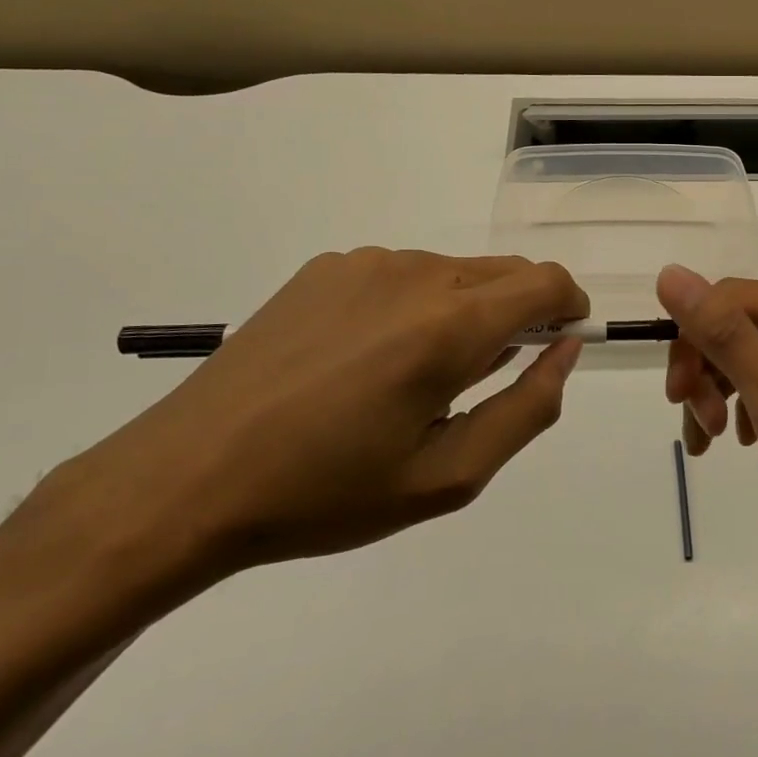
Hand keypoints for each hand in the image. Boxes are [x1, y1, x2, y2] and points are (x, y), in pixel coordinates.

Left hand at [69, 250, 588, 578]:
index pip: (547, 281)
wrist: (188, 478)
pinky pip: (402, 273)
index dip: (568, 306)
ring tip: (412, 376)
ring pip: (454, 272)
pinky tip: (365, 358)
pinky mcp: (326, 267)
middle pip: (506, 271)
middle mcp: (415, 273)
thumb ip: (527, 408)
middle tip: (481, 379)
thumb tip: (565, 351)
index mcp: (449, 324)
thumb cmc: (327, 492)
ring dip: (464, 310)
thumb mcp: (447, 478)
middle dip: (520, 313)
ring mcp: (366, 263)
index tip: (558, 343)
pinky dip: (414, 304)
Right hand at [657, 265, 757, 579]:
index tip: (677, 401)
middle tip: (701, 431)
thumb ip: (725, 336)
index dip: (692, 342)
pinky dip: (745, 403)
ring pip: (748, 351)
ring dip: (719, 391)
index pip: (730, 298)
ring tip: (713, 442)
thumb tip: (669, 273)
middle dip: (707, 372)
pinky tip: (741, 438)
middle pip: (738, 324)